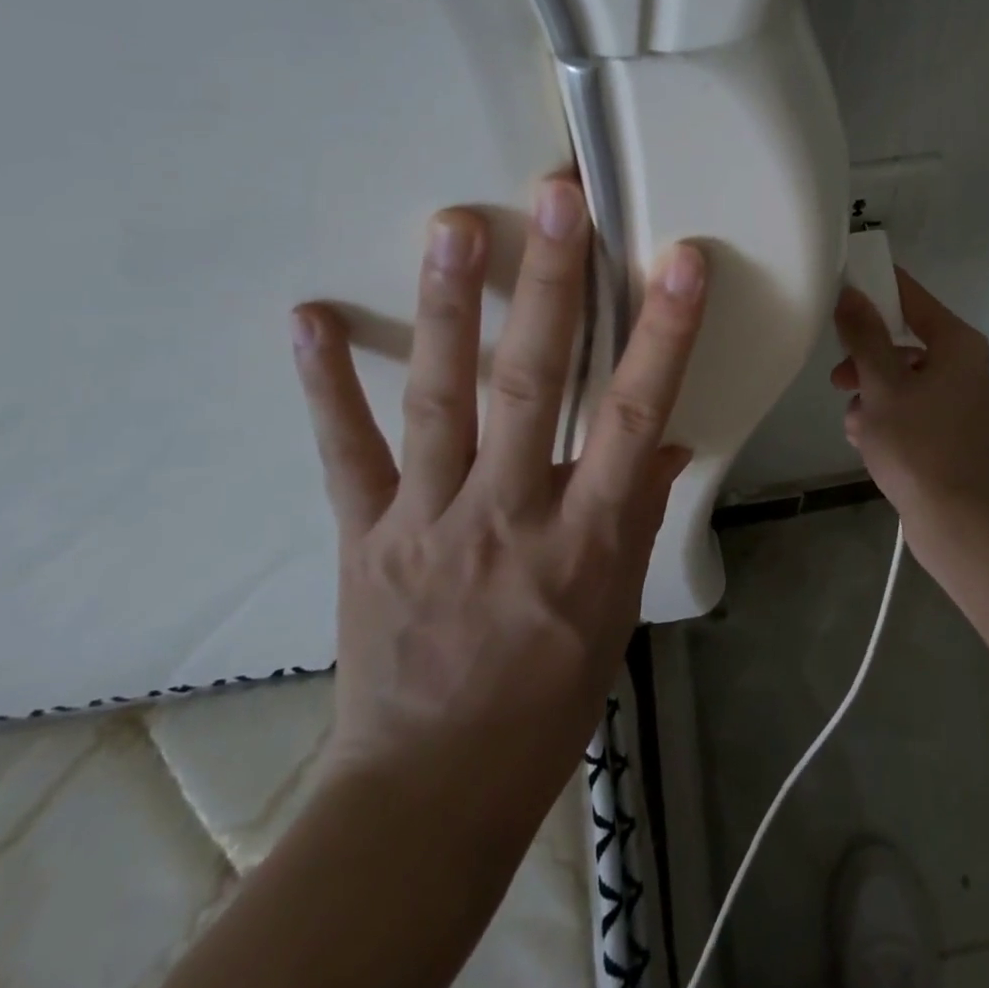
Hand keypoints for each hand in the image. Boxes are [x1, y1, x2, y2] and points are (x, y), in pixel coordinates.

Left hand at [288, 176, 705, 788]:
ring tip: (452, 225)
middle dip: (550, 286)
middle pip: (535, 386)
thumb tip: (667, 440)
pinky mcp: (365, 535)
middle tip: (556, 199)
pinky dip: (324, 385)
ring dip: (447, 307)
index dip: (662, 335)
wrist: (435, 788)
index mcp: (585, 538)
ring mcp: (427, 519)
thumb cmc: (550, 694)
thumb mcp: (617, 607)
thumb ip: (638, 512)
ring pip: (440, 400)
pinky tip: (308, 318)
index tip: (680, 262)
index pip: (637, 417)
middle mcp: (508, 513)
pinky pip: (344, 452)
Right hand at [830, 269, 988, 520]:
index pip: (912, 297)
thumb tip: (851, 294)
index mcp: (957, 344)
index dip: (875, 289)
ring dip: (870, 394)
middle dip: (866, 359)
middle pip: (904, 341)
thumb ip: (864, 336)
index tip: (841, 288)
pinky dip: (886, 417)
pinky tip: (865, 441)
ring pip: (902, 378)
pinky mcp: (951, 432)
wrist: (955, 520)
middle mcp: (965, 365)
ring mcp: (960, 401)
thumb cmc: (916, 444)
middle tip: (838, 375)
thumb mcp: (881, 385)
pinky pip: (911, 408)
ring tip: (854, 422)